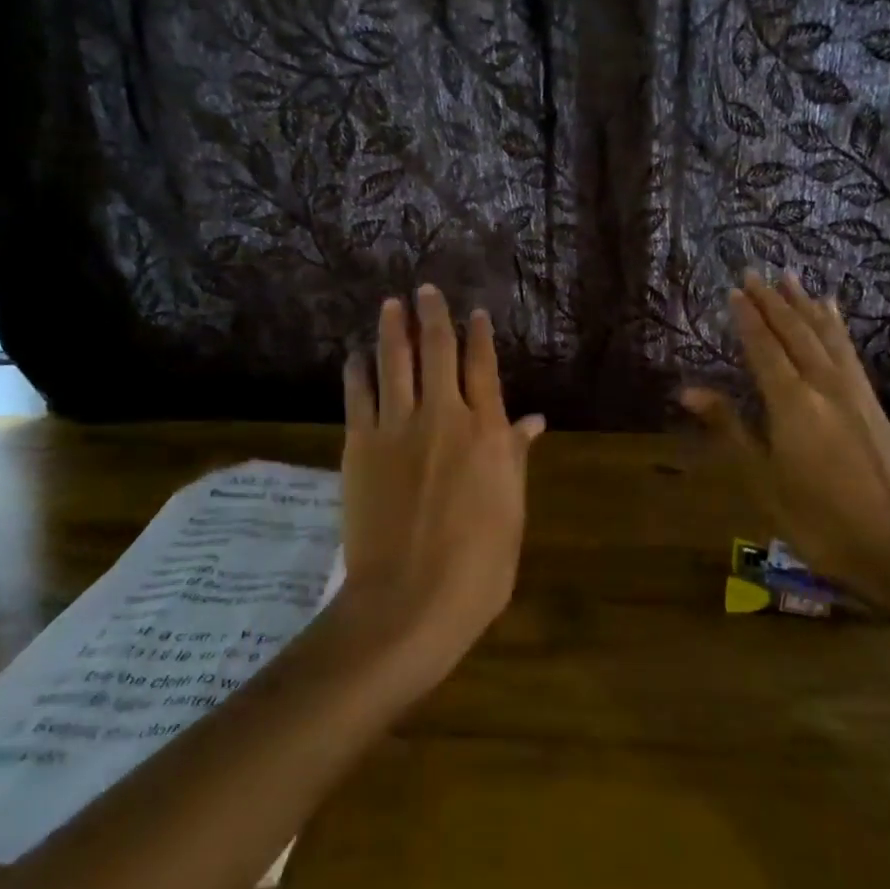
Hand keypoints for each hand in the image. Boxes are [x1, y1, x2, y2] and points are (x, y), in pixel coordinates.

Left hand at [337, 286, 545, 688]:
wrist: (410, 600)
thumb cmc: (478, 566)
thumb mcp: (511, 512)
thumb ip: (515, 458)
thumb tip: (534, 421)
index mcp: (486, 433)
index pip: (483, 368)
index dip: (479, 335)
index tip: (474, 311)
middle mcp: (443, 416)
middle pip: (437, 351)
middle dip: (433, 315)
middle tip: (426, 288)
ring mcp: (397, 428)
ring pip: (394, 362)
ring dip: (392, 329)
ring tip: (391, 304)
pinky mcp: (360, 445)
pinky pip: (358, 396)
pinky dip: (357, 371)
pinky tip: (356, 356)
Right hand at [680, 271, 889, 596]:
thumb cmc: (817, 519)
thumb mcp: (762, 479)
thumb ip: (729, 428)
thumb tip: (688, 392)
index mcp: (792, 402)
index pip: (764, 347)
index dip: (747, 318)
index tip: (733, 290)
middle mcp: (824, 385)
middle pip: (794, 332)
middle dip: (772, 301)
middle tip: (754, 273)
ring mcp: (854, 391)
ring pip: (825, 335)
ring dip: (804, 304)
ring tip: (791, 277)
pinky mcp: (873, 403)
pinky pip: (849, 350)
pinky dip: (836, 326)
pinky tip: (833, 313)